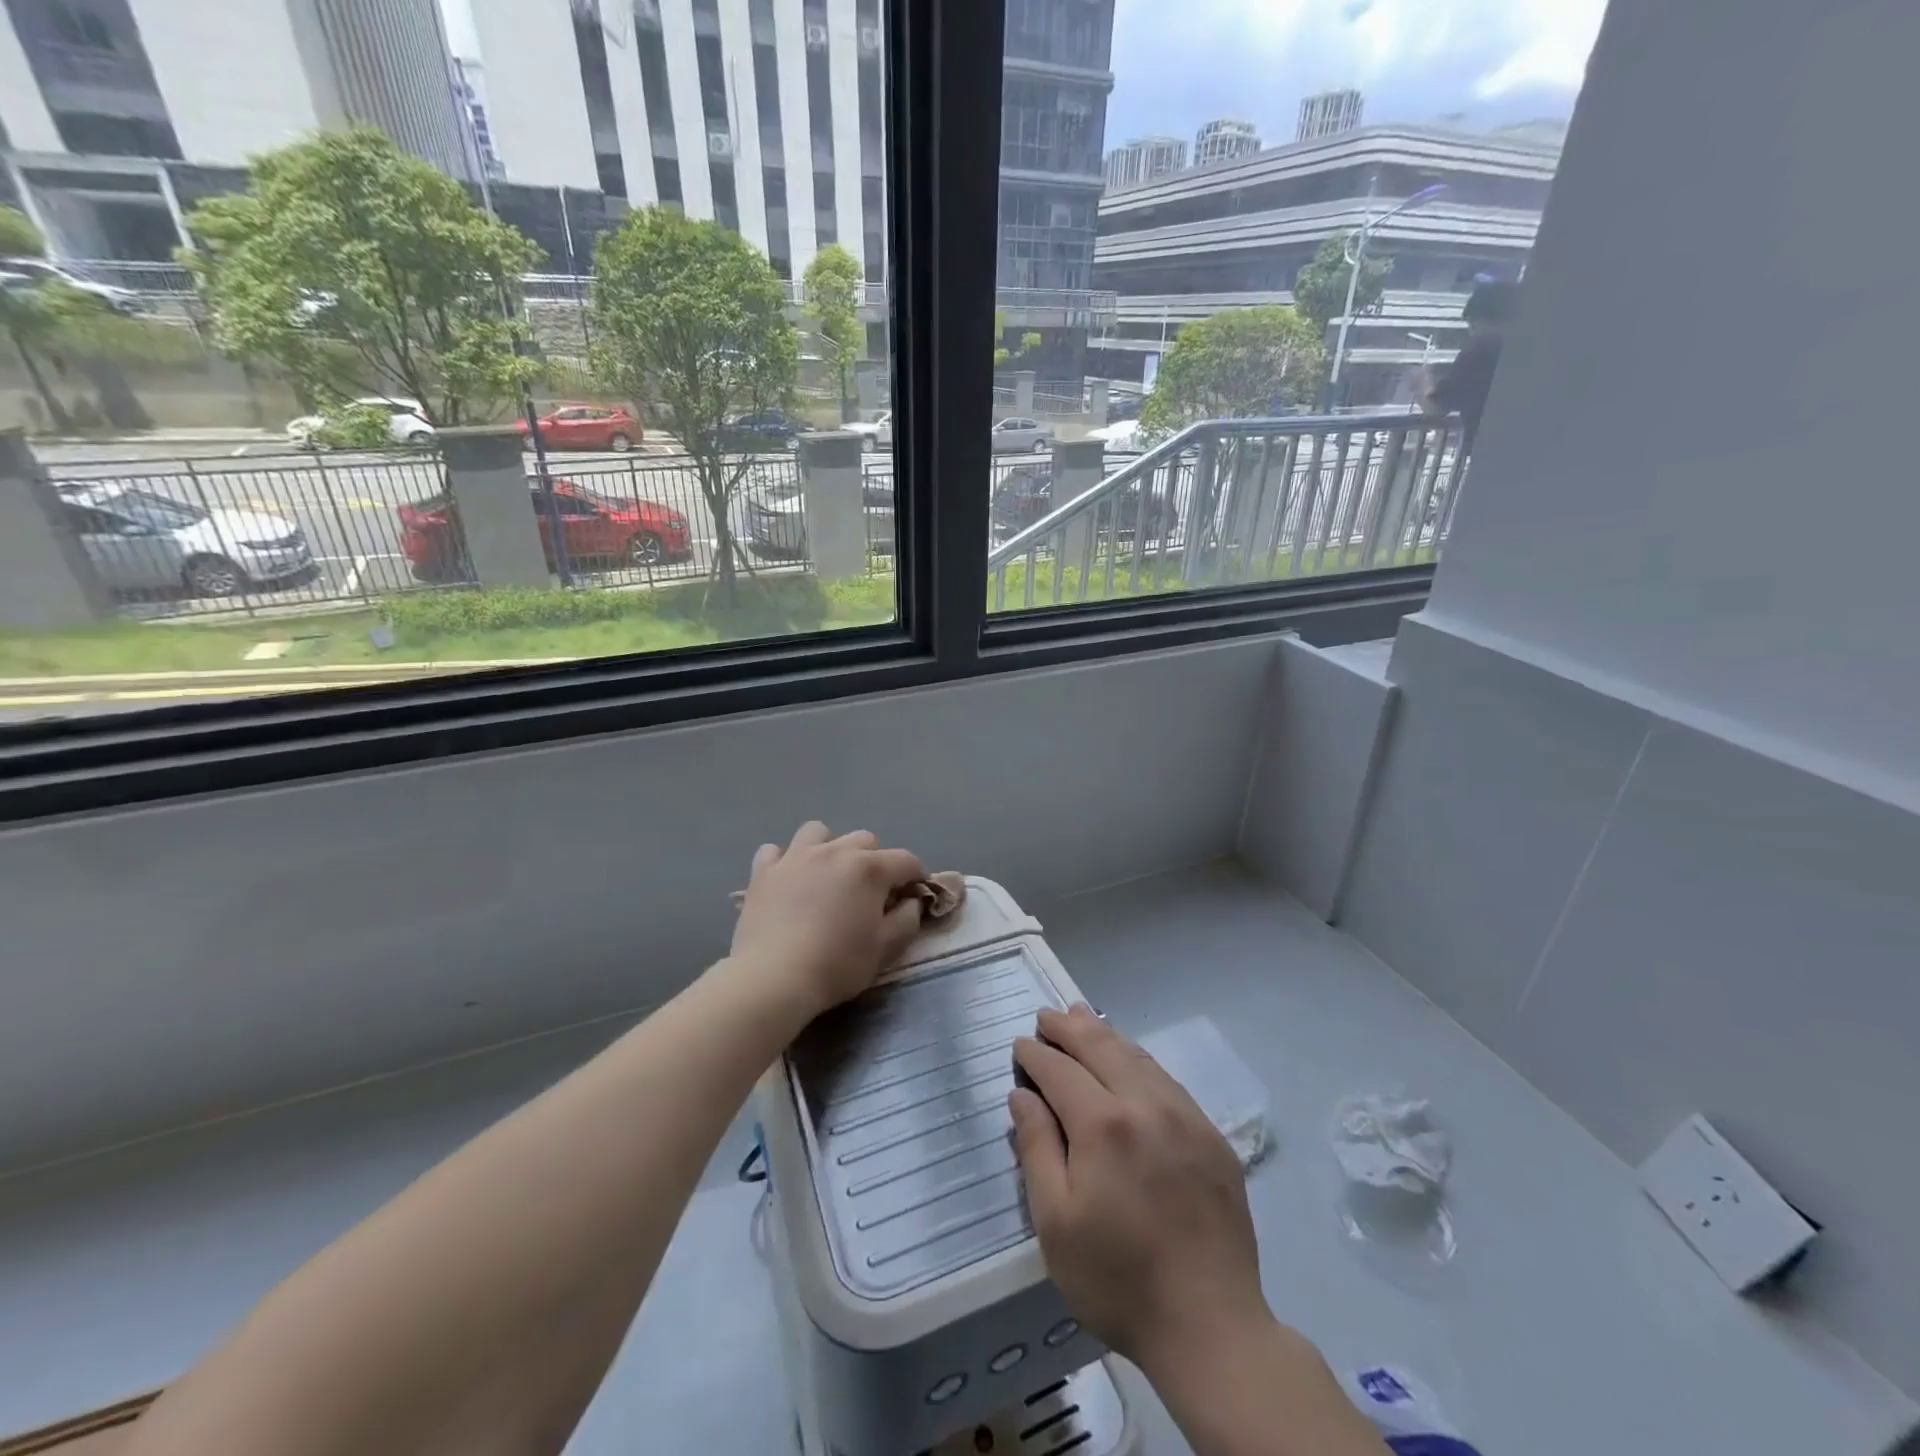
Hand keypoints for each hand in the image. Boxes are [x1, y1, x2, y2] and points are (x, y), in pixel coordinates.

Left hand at [731, 821, 927, 1018]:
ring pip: (819, 832)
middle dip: (876, 860)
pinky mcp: (763, 871)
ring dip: (830, 847)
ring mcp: (795, 856)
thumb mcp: (886, 949)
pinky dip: (786, 861)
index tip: (912, 897)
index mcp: (869, 868)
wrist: (774, 978)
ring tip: (828, 874)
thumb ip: (908, 919)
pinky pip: (776, 851)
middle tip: (871, 891)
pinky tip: (788, 880)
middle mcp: (834, 851)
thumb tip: (911, 901)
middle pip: (865, 840)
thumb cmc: (837, 964)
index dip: (916, 877)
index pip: (906, 860)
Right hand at [1010, 1005, 1272, 1378]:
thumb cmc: (1118, 1279)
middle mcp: (1145, 1104)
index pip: (1060, 1070)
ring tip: (1081, 1016)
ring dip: (1104, 1033)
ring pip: (1136, 1055)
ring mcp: (1185, 1116)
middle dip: (1068, 1026)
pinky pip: (1167, 1079)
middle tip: (1046, 1015)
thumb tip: (1023, 1095)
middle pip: (1100, 1046)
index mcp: (1103, 1124)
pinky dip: (1138, 1059)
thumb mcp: (1055, 1222)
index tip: (1020, 1045)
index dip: (1036, 1054)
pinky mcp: (1211, 1135)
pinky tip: (1129, 1060)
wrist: (1211, 1327)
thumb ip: (1036, 1148)